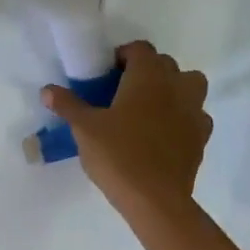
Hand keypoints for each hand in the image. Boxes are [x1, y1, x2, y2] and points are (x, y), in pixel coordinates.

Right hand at [44, 40, 211, 231]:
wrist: (155, 200)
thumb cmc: (118, 155)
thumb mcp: (84, 128)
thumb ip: (67, 105)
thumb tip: (47, 90)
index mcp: (148, 76)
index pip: (139, 49)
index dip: (122, 56)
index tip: (105, 74)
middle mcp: (177, 85)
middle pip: (165, 65)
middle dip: (145, 71)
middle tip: (121, 92)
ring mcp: (195, 111)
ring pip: (188, 86)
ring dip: (171, 89)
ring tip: (148, 109)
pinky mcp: (202, 136)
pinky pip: (194, 115)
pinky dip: (181, 117)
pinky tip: (163, 134)